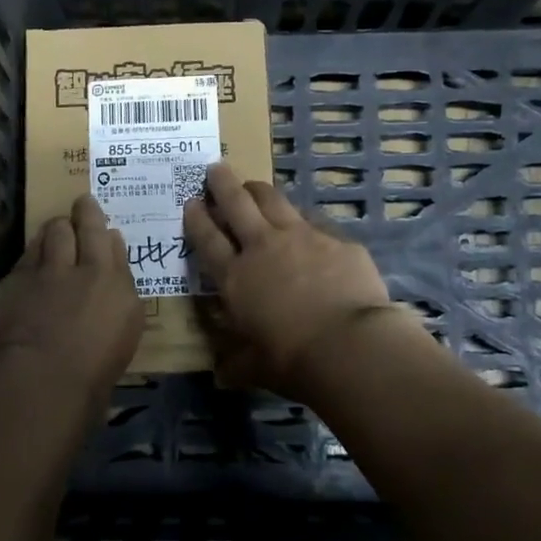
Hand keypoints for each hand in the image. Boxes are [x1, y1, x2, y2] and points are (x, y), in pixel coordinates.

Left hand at [0, 194, 143, 399]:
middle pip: (84, 227)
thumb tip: (113, 279)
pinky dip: (33, 254)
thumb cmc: (93, 372)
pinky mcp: (15, 279)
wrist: (42, 377)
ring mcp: (47, 270)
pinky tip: (32, 262)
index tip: (105, 228)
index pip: (113, 246)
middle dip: (84, 213)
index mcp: (117, 285)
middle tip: (82, 204)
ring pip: (53, 232)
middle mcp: (85, 268)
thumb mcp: (124, 335)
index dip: (106, 232)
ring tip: (56, 228)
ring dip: (56, 228)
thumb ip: (120, 297)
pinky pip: (27, 256)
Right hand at [183, 162, 397, 402]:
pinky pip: (314, 222)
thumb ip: (236, 363)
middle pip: (237, 203)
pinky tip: (307, 227)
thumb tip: (222, 373)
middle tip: (216, 168)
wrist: (349, 345)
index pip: (207, 239)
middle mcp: (263, 247)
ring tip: (253, 185)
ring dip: (259, 190)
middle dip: (222, 183)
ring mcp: (302, 237)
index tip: (190, 201)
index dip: (196, 218)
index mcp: (235, 278)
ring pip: (274, 200)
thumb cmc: (291, 360)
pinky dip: (303, 221)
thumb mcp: (254, 367)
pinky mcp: (336, 240)